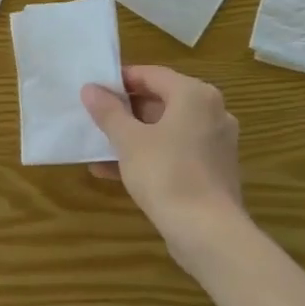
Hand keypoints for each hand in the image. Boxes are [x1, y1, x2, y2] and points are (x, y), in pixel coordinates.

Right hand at [81, 66, 248, 271]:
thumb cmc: (166, 174)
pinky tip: (113, 172)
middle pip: (161, 101)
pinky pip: (174, 152)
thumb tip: (90, 89)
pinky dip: (147, 156)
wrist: (207, 231)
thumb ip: (108, 111)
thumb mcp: (128, 140)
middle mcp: (212, 112)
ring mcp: (214, 143)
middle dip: (124, 111)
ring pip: (165, 130)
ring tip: (97, 146)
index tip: (93, 91)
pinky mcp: (212, 170)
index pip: (152, 74)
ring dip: (132, 136)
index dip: (119, 80)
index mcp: (195, 95)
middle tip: (93, 118)